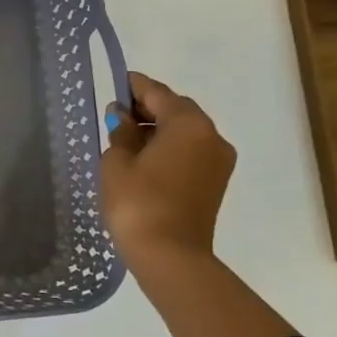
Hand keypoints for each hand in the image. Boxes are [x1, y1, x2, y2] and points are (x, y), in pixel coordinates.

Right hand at [100, 73, 236, 266]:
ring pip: (186, 132)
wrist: (169, 255)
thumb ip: (121, 132)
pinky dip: (170, 148)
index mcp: (188, 124)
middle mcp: (211, 136)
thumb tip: (122, 116)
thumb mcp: (117, 162)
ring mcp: (218, 161)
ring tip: (127, 139)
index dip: (135, 86)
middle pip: (178, 110)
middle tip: (117, 114)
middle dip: (149, 108)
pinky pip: (191, 152)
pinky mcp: (215, 182)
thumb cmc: (138, 202)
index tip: (117, 81)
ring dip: (159, 129)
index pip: (158, 93)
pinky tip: (144, 159)